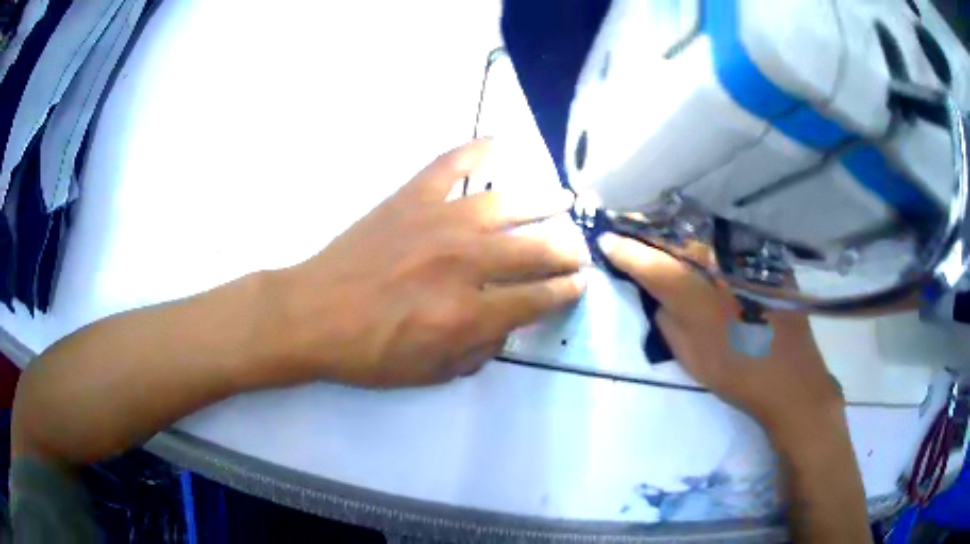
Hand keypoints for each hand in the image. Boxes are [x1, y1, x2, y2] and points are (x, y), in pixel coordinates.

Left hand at [271, 140, 588, 387]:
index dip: (565, 291)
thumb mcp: (429, 373)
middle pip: (533, 250)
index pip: (537, 299)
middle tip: (578, 249)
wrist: (310, 315)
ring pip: (506, 203)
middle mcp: (462, 263)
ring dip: (543, 201)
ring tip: (563, 198)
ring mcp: (436, 222)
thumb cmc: (367, 353)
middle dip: (565, 250)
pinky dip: (476, 150)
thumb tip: (506, 325)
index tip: (580, 283)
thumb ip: (478, 351)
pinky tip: (499, 143)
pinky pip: (450, 165)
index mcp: (467, 313)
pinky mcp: (409, 198)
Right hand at [598, 233, 844, 447]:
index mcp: (693, 293)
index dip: (624, 249)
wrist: (789, 378)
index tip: (606, 240)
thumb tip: (655, 292)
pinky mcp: (764, 257)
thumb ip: (665, 318)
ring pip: (702, 231)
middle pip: (674, 235)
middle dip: (648, 229)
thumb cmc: (735, 373)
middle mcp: (717, 264)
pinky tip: (705, 241)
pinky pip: (729, 237)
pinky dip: (710, 236)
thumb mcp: (687, 355)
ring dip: (678, 229)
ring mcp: (744, 256)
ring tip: (663, 230)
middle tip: (632, 228)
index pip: (648, 262)